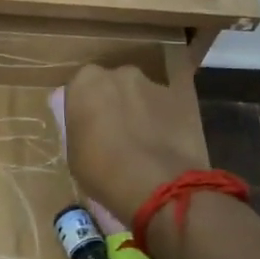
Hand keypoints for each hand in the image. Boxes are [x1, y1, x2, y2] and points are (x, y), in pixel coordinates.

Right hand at [63, 63, 206, 225]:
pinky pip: (167, 108)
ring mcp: (155, 84)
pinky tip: (164, 145)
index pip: (80, 88)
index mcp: (85, 82)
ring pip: (142, 95)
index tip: (87, 127)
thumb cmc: (103, 170)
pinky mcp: (185, 99)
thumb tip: (90, 129)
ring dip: (140, 110)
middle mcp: (120, 74)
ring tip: (144, 142)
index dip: (84, 108)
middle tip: (114, 132)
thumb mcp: (74, 154)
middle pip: (114, 85)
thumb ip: (80, 129)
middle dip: (114, 103)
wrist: (158, 184)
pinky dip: (164, 121)